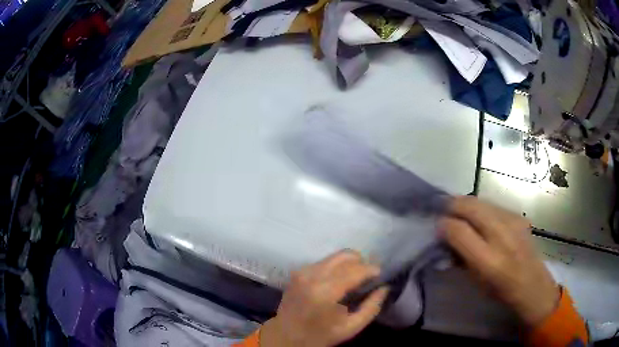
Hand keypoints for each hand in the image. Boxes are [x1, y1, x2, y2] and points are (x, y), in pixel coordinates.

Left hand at [261, 250, 388, 346]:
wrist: (286, 335)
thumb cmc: (320, 335)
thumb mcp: (351, 327)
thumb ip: (372, 307)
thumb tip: (385, 287)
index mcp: (325, 292)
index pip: (355, 270)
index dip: (371, 269)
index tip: (380, 274)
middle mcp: (312, 276)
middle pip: (345, 256)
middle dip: (362, 262)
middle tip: (368, 276)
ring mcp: (303, 271)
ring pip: (334, 256)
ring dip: (349, 263)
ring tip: (355, 277)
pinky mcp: (298, 272)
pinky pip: (324, 261)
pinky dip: (336, 267)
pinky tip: (339, 280)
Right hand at [441, 196, 559, 326]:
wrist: (532, 284)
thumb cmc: (500, 290)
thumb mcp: (475, 281)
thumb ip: (460, 256)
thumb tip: (446, 236)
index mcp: (488, 261)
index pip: (459, 230)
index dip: (443, 224)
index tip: (436, 225)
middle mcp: (502, 236)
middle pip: (471, 207)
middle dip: (452, 204)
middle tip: (440, 207)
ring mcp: (513, 222)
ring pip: (481, 201)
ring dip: (465, 203)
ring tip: (456, 209)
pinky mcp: (518, 216)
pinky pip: (493, 205)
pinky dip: (480, 207)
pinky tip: (478, 216)